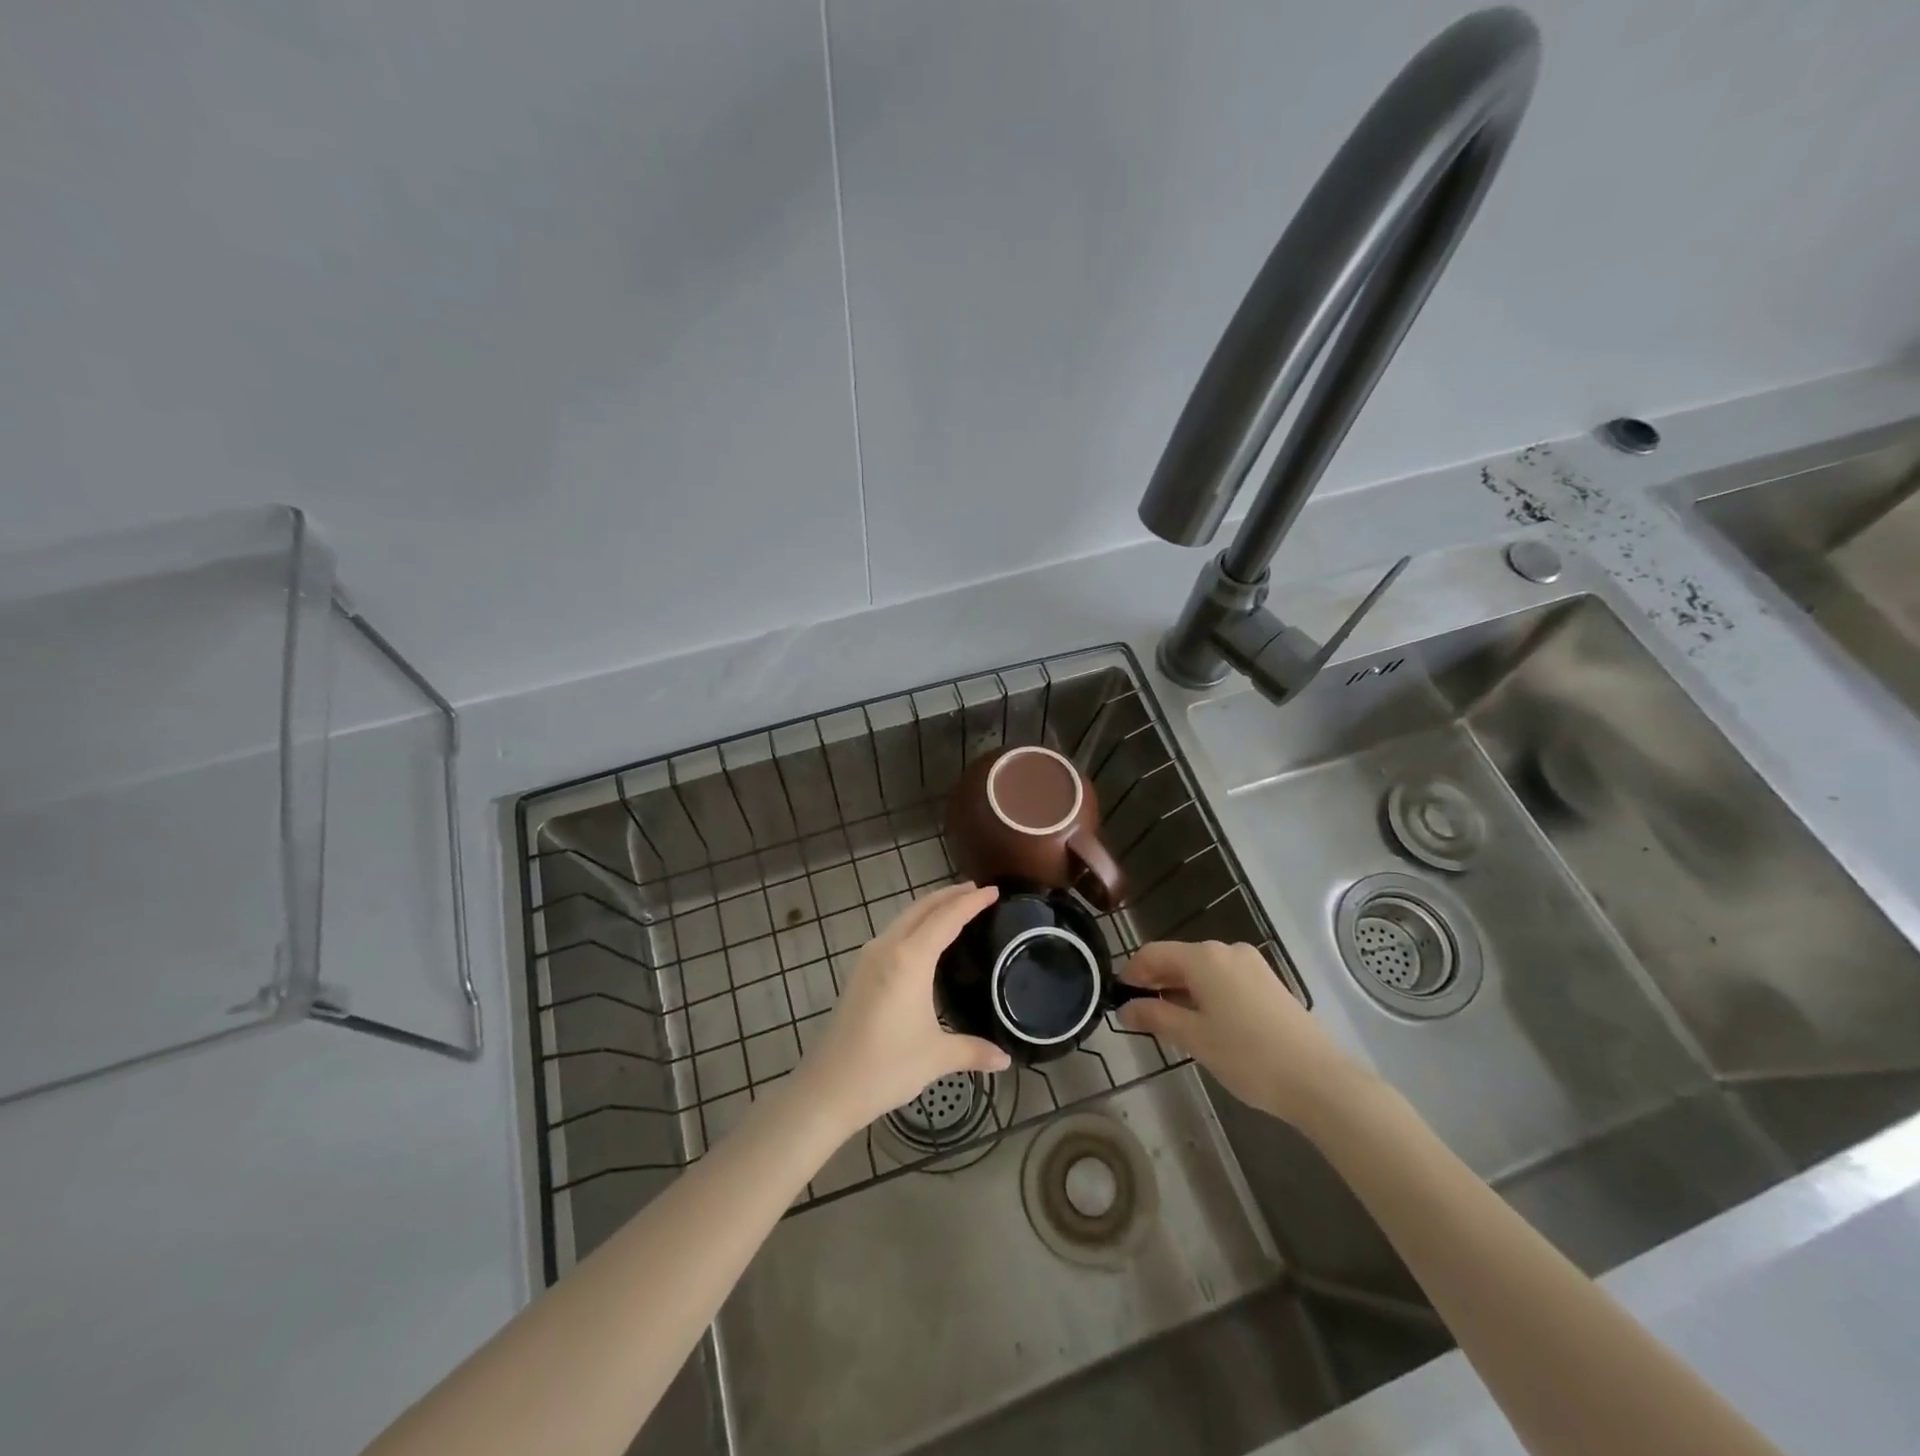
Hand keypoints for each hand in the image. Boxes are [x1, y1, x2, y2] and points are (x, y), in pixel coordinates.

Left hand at [798, 883, 1011, 1133]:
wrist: (827, 1087)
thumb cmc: (884, 1068)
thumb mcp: (936, 1057)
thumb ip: (973, 1051)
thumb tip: (1005, 1060)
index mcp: (910, 959)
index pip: (946, 918)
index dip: (971, 902)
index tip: (993, 890)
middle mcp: (887, 948)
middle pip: (922, 908)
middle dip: (949, 895)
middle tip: (976, 890)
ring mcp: (869, 958)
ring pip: (904, 918)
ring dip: (929, 908)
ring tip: (954, 907)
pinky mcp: (859, 972)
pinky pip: (893, 933)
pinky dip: (914, 924)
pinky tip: (924, 939)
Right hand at [1117, 940, 1372, 1128]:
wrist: (1319, 1080)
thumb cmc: (1247, 1056)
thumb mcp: (1194, 1038)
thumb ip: (1155, 1016)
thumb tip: (1126, 1008)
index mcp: (1204, 957)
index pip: (1154, 952)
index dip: (1132, 971)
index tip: (1118, 996)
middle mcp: (1227, 951)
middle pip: (1179, 958)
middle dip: (1156, 981)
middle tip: (1139, 1012)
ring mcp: (1252, 965)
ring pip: (1202, 970)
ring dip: (1180, 989)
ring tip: (1169, 1021)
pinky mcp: (1268, 983)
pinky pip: (1224, 979)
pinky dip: (1205, 993)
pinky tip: (1204, 1021)